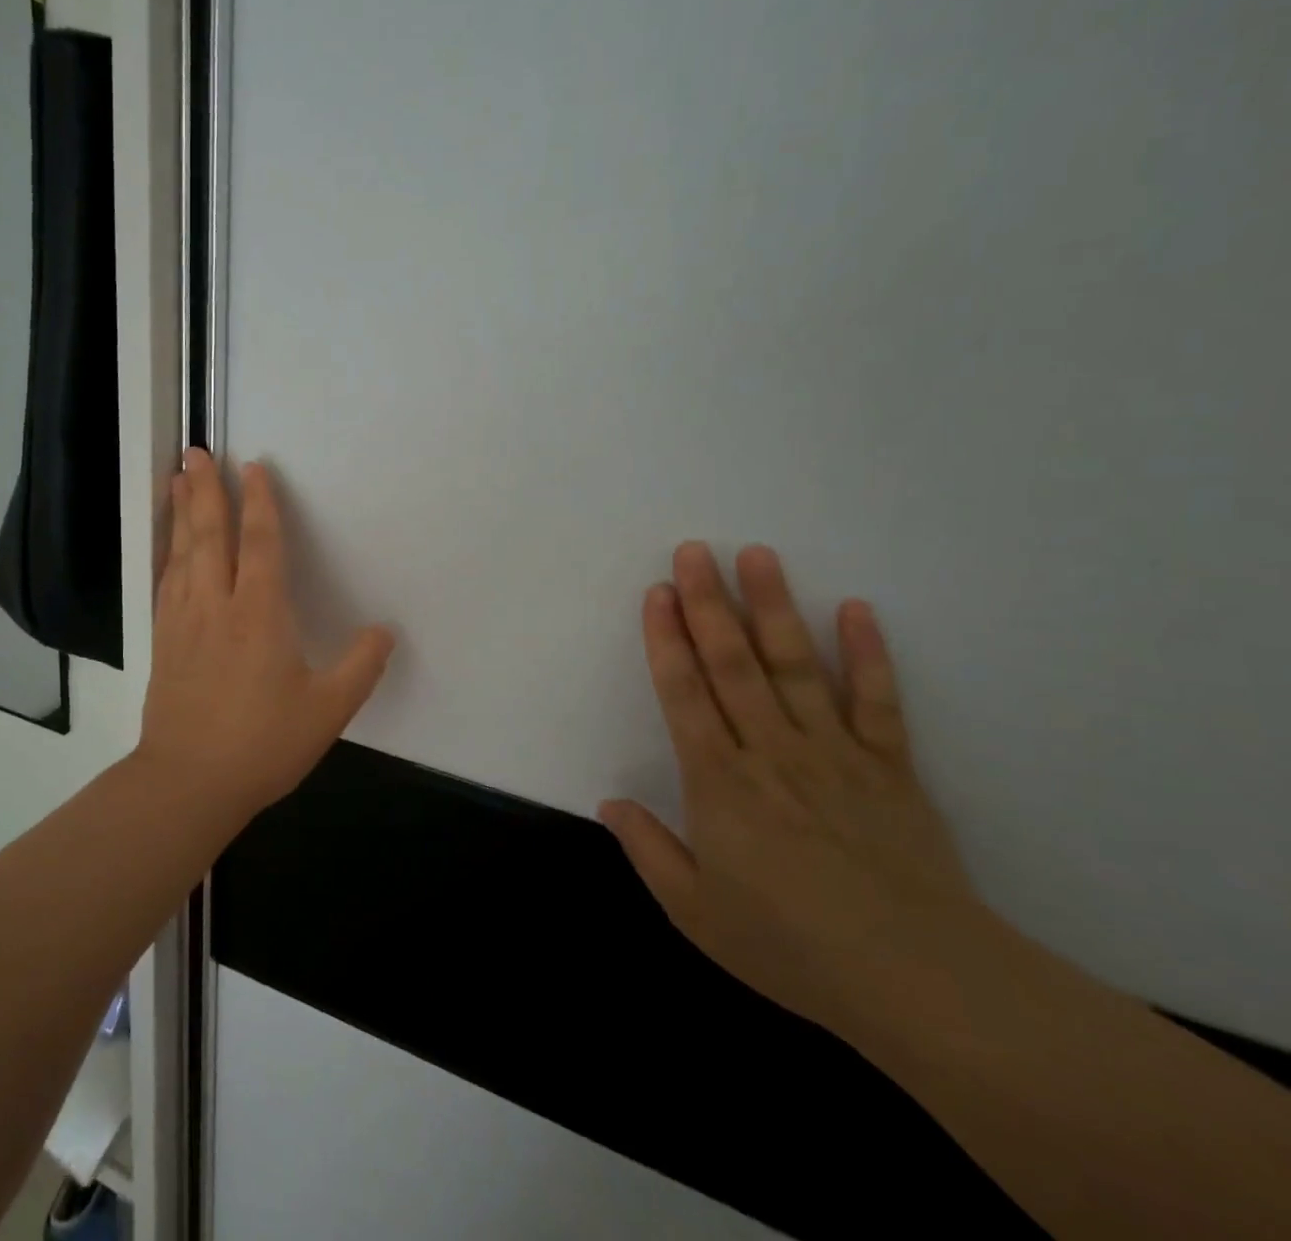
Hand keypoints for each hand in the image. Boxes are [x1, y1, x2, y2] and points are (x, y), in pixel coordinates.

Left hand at [140, 448, 394, 814]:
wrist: (188, 782)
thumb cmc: (262, 744)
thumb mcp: (327, 710)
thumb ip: (360, 666)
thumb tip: (386, 631)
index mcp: (260, 614)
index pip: (260, 543)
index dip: (259, 502)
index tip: (253, 467)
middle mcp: (217, 605)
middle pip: (210, 535)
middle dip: (206, 490)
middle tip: (197, 451)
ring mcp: (184, 620)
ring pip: (182, 552)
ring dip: (182, 511)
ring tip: (177, 478)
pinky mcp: (164, 640)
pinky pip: (165, 580)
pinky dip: (166, 550)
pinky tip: (168, 543)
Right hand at [601, 542, 990, 1042]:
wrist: (923, 983)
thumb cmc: (794, 947)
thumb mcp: (696, 913)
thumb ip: (648, 850)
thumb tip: (608, 802)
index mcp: (719, 782)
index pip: (684, 693)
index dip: (666, 639)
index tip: (657, 592)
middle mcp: (771, 751)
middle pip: (732, 663)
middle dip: (708, 602)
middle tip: (695, 549)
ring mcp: (835, 753)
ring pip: (795, 666)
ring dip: (774, 606)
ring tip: (758, 554)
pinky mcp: (890, 767)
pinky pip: (876, 701)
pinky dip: (866, 653)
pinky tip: (855, 608)